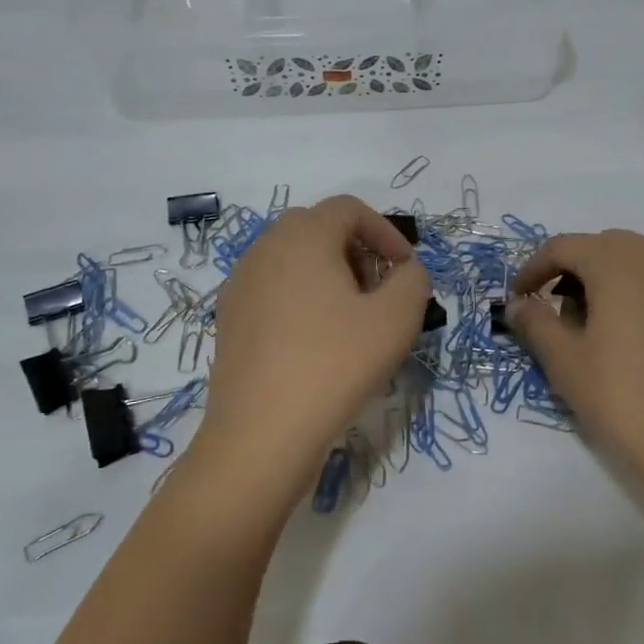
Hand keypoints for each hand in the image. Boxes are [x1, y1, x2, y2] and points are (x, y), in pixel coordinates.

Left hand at [193, 196, 430, 503]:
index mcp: (303, 237)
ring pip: (293, 259)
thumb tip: (406, 272)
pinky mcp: (230, 319)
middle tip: (379, 290)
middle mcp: (265, 249)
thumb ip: (413, 281)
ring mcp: (240, 285)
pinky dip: (301, 298)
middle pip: (318, 228)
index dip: (385, 231)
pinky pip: (273, 289)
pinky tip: (317, 342)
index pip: (348, 208)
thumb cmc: (335, 364)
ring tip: (352, 318)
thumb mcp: (396, 320)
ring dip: (329, 274)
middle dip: (356, 250)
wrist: (261, 434)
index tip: (405, 269)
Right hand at [509, 230, 643, 503]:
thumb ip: (536, 323)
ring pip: (642, 264)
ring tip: (603, 328)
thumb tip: (519, 305)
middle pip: (604, 249)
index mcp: (617, 260)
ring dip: (614, 284)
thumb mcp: (566, 362)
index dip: (534, 269)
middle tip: (560, 314)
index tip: (520, 298)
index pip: (562, 247)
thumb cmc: (624, 397)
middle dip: (575, 275)